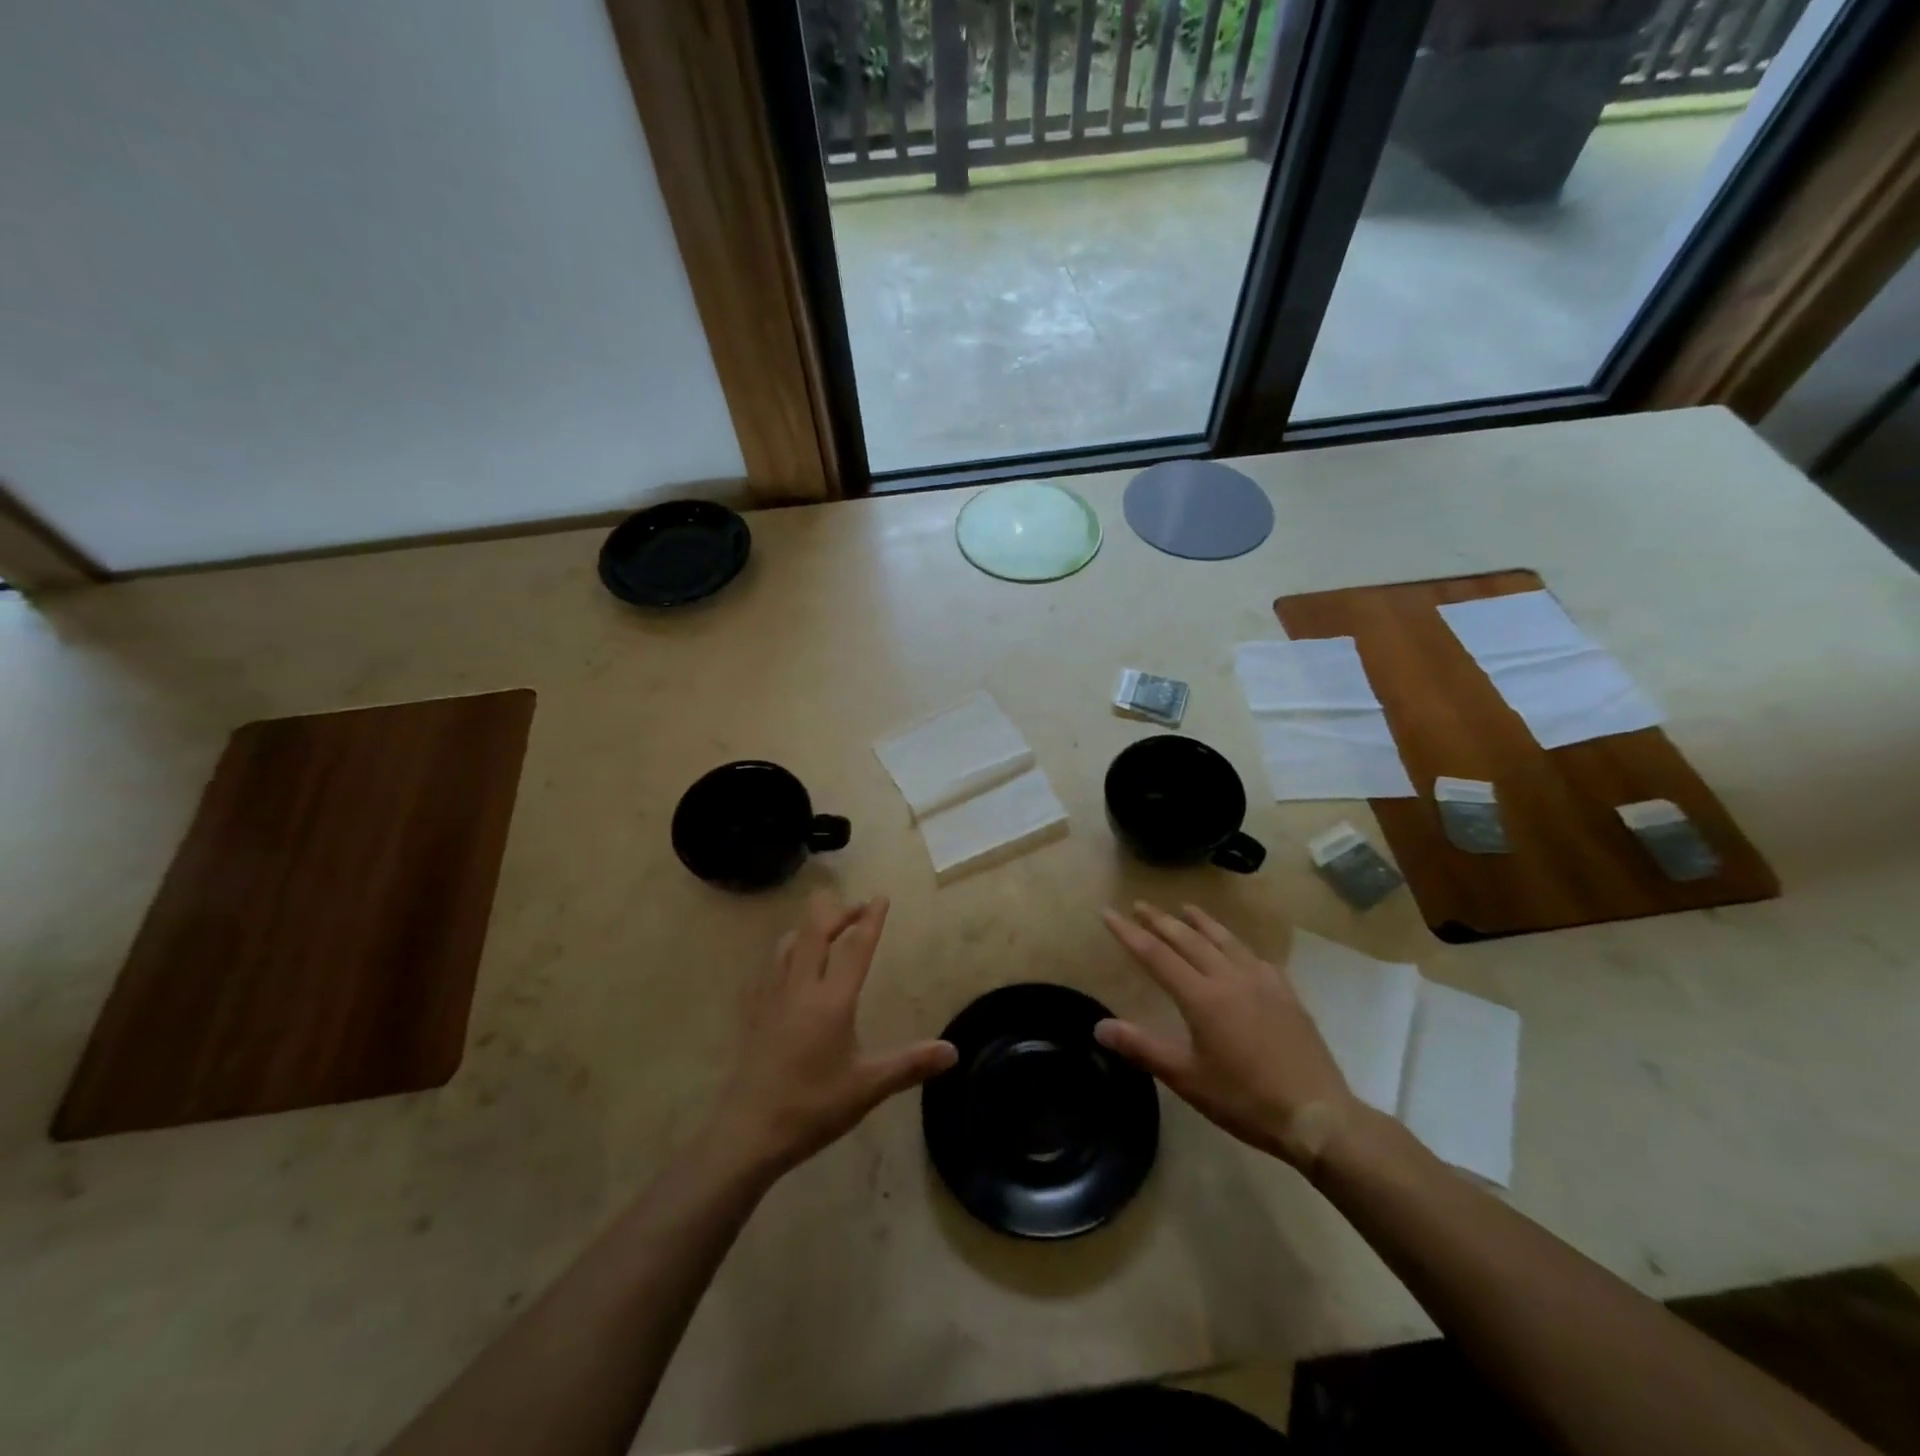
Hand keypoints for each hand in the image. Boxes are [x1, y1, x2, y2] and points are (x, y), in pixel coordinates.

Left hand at [708, 892, 956, 1178]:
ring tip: (824, 928)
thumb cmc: (813, 1107)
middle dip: (837, 912)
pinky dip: (784, 953)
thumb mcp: (868, 1087)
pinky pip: (768, 968)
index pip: (855, 948)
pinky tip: (786, 967)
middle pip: (816, 933)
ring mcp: (772, 998)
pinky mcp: (753, 1013)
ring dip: (809, 928)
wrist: (748, 1132)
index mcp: (831, 1000)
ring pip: (788, 945)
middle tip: (856, 905)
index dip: (870, 920)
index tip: (880, 897)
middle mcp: (800, 988)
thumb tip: (953, 1051)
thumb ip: (910, 1064)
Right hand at [1097, 901, 1356, 1170]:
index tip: (1108, 912)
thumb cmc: (1244, 1099)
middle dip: (1160, 920)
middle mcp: (1229, 978)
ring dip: (1201, 922)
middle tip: (1140, 905)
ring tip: (1185, 908)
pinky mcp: (1286, 993)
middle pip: (1188, 939)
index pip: (1156, 955)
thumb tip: (1099, 1027)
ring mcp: (1262, 982)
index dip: (1129, 933)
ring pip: (1224, 940)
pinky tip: (1237, 947)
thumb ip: (1142, 1048)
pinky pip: (1255, 956)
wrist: (1316, 1115)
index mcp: (1201, 997)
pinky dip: (1236, 944)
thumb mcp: (1186, 1078)